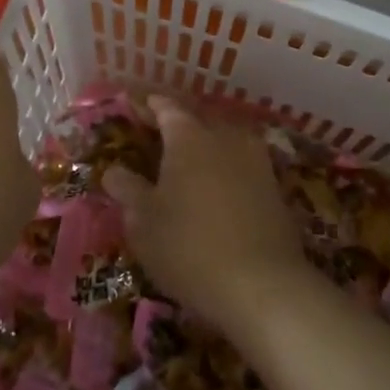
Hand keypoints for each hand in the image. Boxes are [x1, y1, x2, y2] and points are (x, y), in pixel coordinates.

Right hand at [103, 97, 311, 335]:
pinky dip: (226, 168)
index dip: (149, 106)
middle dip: (178, 124)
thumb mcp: (144, 222)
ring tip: (188, 162)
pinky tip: (217, 187)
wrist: (262, 284)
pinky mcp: (275, 187)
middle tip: (158, 136)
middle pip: (199, 120)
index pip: (166, 108)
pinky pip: (243, 164)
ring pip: (225, 140)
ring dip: (206, 145)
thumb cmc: (188, 247)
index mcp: (189, 137)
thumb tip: (114, 171)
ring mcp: (256, 160)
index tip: (136, 106)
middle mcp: (225, 137)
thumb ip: (128, 190)